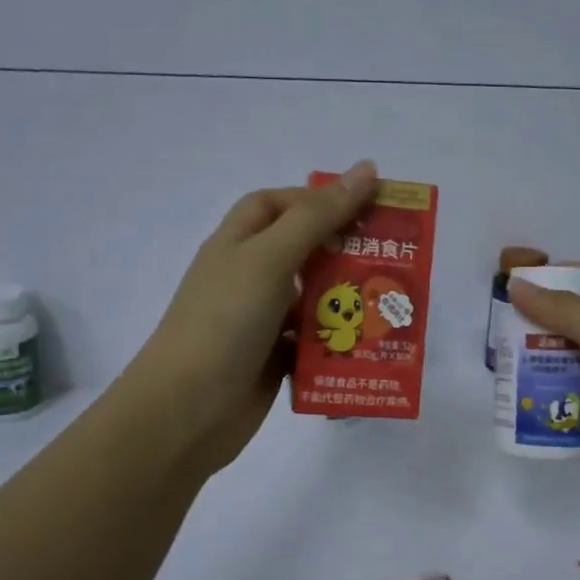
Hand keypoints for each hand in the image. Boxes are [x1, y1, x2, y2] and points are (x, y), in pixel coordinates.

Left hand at [118, 161, 378, 479]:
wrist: (186, 411)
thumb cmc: (225, 321)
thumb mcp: (270, 258)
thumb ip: (318, 215)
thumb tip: (365, 169)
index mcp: (237, 243)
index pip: (277, 204)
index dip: (316, 198)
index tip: (364, 205)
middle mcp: (247, 277)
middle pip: (302, 250)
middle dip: (344, 251)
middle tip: (392, 254)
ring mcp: (259, 321)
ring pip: (312, 299)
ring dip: (346, 300)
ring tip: (390, 301)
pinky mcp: (273, 359)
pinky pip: (313, 341)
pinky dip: (338, 341)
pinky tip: (370, 344)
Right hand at [508, 265, 579, 531]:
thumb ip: (566, 310)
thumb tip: (516, 284)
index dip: (561, 272)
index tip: (520, 282)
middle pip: (573, 319)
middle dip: (536, 319)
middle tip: (497, 330)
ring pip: (564, 360)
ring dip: (533, 359)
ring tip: (497, 364)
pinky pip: (564, 399)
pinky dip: (541, 397)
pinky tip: (516, 400)